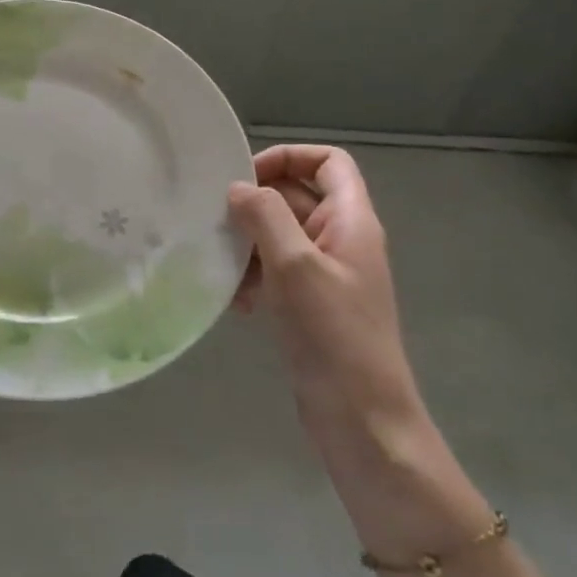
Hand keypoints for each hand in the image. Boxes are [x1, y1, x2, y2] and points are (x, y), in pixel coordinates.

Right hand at [228, 146, 425, 458]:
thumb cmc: (333, 334)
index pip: (328, 162)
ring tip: (220, 266)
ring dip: (248, 244)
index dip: (287, 158)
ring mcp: (325, 273)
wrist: (361, 418)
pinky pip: (275, 271)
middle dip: (255, 206)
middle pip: (296, 196)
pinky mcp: (310, 303)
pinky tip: (234, 302)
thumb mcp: (295, 266)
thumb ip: (265, 217)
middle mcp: (341, 239)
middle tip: (216, 221)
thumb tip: (238, 188)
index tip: (244, 179)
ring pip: (279, 235)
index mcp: (351, 220)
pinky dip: (253, 277)